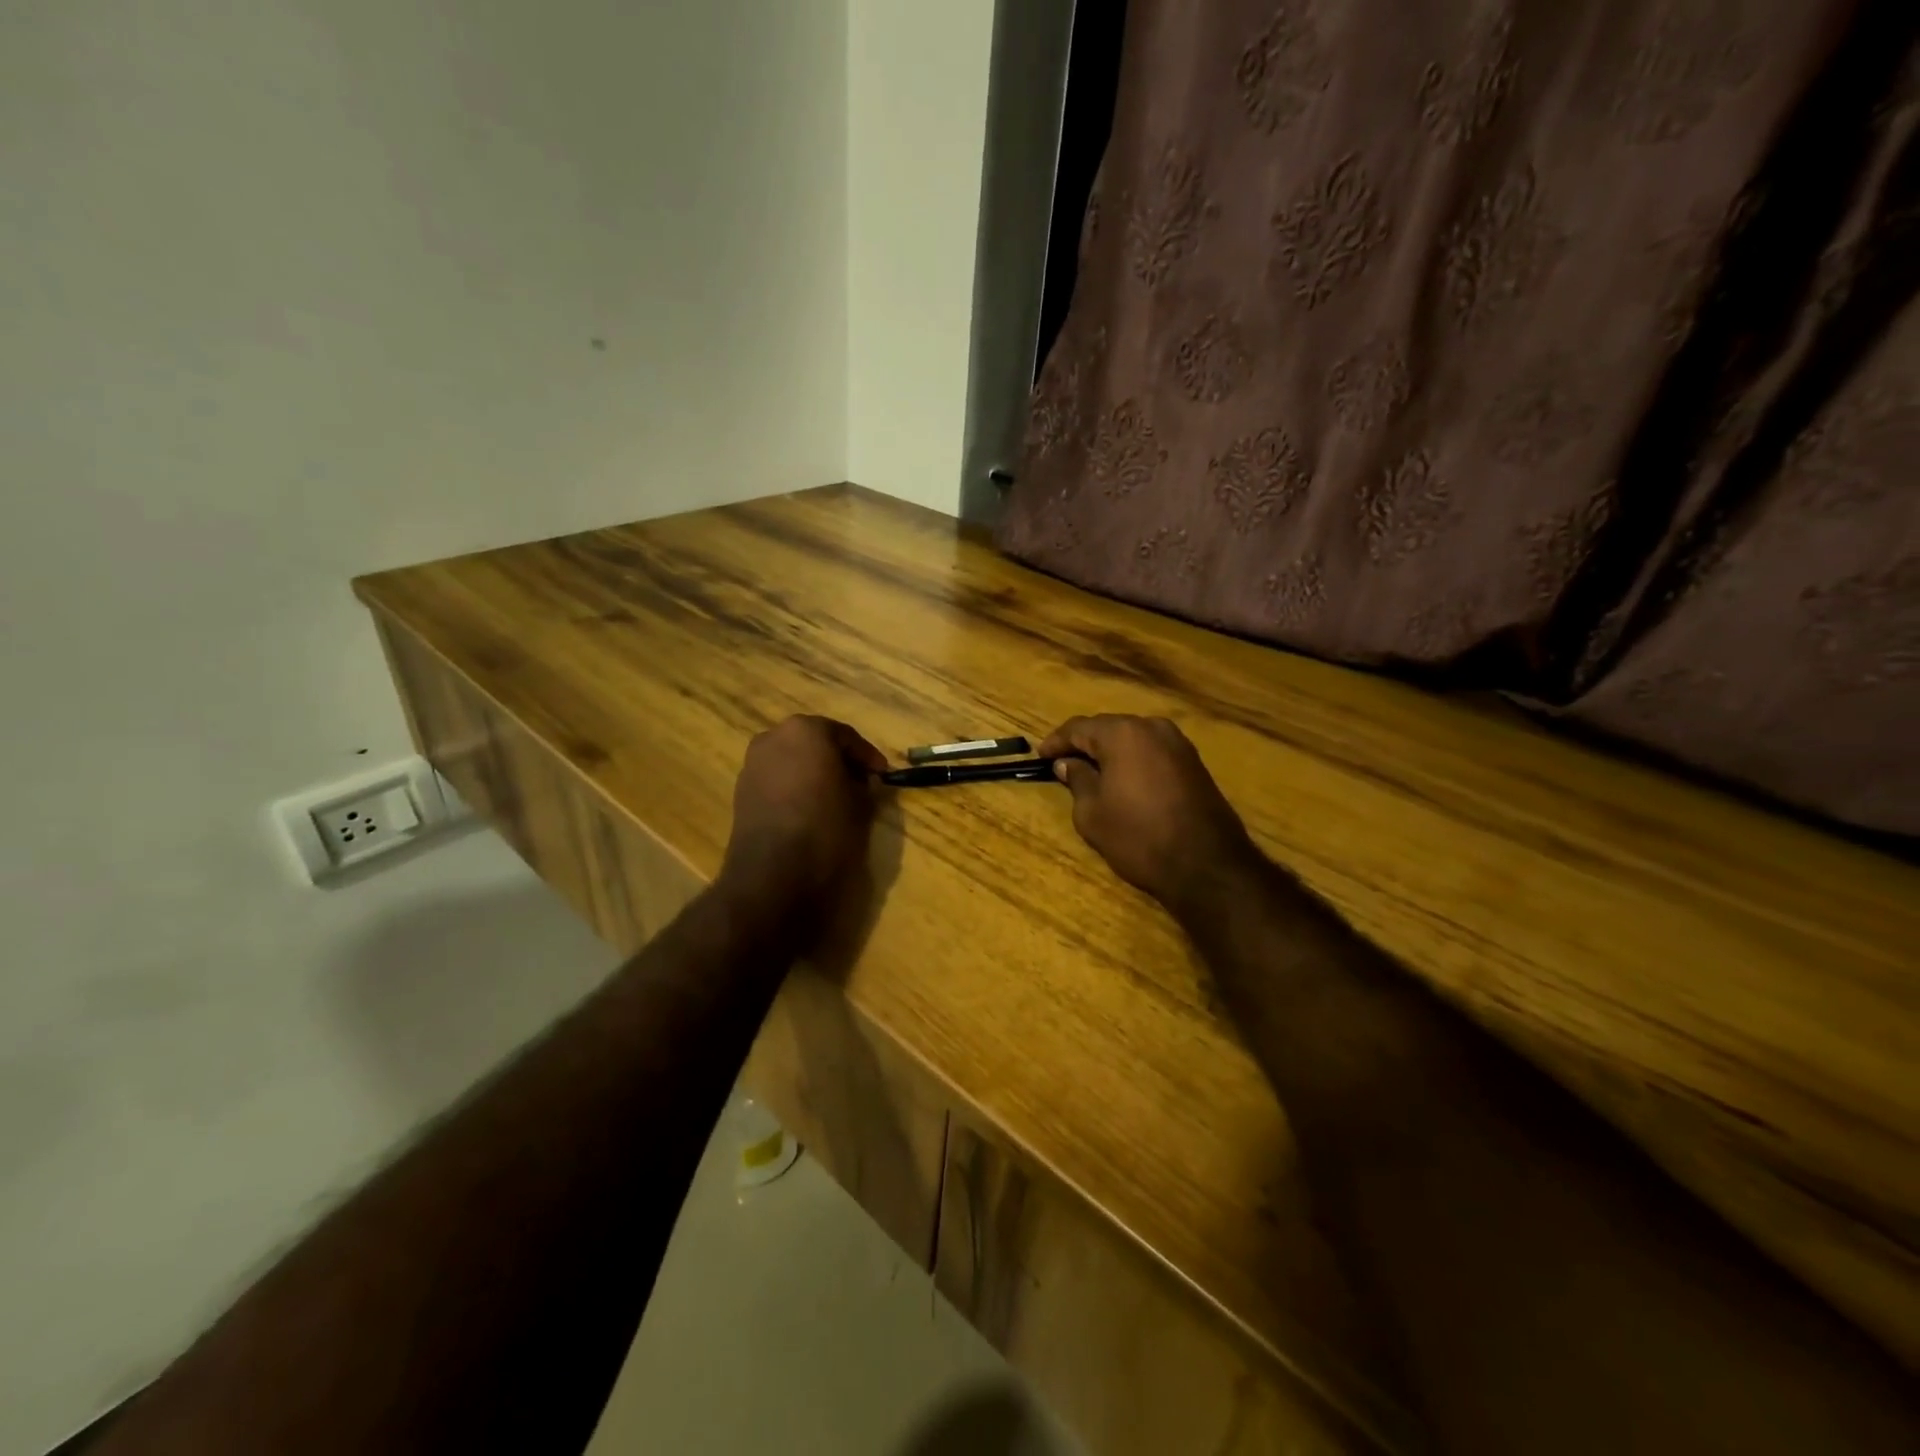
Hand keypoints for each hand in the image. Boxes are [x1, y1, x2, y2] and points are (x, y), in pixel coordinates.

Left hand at [717, 715, 885, 925]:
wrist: (773, 873)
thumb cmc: (825, 828)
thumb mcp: (860, 805)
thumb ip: (865, 785)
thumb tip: (862, 782)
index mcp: (806, 730)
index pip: (845, 736)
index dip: (867, 757)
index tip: (882, 775)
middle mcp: (774, 737)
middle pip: (815, 742)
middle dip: (838, 760)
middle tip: (859, 782)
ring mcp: (753, 763)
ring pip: (792, 760)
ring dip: (814, 773)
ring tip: (835, 797)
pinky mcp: (741, 790)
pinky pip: (777, 779)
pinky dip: (794, 787)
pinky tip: (809, 809)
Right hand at [1039, 714, 1260, 917]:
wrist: (1206, 865)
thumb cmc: (1138, 836)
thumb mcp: (1092, 813)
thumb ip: (1077, 780)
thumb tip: (1068, 764)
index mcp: (1123, 733)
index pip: (1079, 728)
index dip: (1056, 741)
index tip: (1040, 756)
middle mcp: (1152, 727)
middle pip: (1108, 728)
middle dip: (1084, 744)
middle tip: (1062, 763)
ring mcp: (1178, 743)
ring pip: (1133, 739)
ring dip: (1110, 752)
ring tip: (1091, 772)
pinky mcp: (1194, 763)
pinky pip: (1152, 752)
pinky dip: (1133, 761)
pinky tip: (1122, 780)